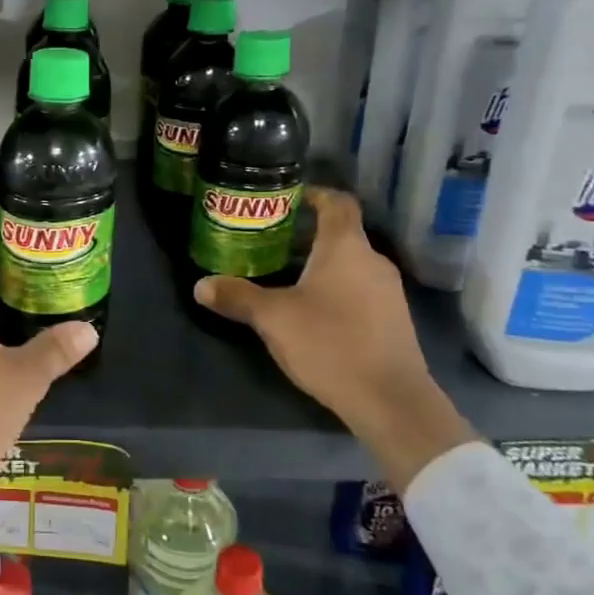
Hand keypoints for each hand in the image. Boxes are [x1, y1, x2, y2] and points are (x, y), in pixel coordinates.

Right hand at [194, 187, 475, 488]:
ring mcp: (388, 291)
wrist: (390, 400)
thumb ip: (237, 297)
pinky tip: (315, 309)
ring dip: (322, 263)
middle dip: (309, 233)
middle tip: (273, 239)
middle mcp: (372, 261)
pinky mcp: (393, 319)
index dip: (315, 194)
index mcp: (346, 247)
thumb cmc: (330, 343)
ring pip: (351, 263)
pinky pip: (361, 288)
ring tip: (288, 274)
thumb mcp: (273, 319)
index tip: (288, 197)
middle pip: (343, 233)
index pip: (337, 202)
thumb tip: (201, 285)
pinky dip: (337, 287)